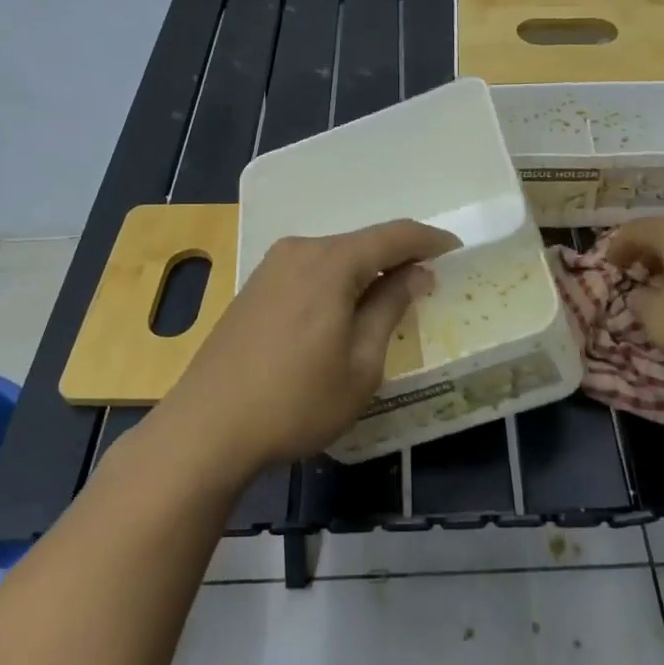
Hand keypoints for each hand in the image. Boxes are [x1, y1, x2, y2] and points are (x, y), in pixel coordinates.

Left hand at [156, 219, 459, 480]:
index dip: (430, 241)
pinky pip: (310, 270)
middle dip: (398, 258)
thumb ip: (389, 308)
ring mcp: (271, 266)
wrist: (206, 428)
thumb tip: (415, 274)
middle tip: (427, 284)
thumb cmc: (295, 402)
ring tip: (390, 300)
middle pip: (362, 242)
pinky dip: (337, 281)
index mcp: (331, 262)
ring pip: (335, 256)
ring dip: (366, 271)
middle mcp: (300, 250)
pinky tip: (343, 311)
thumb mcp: (360, 365)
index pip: (394, 236)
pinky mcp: (255, 286)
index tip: (457, 253)